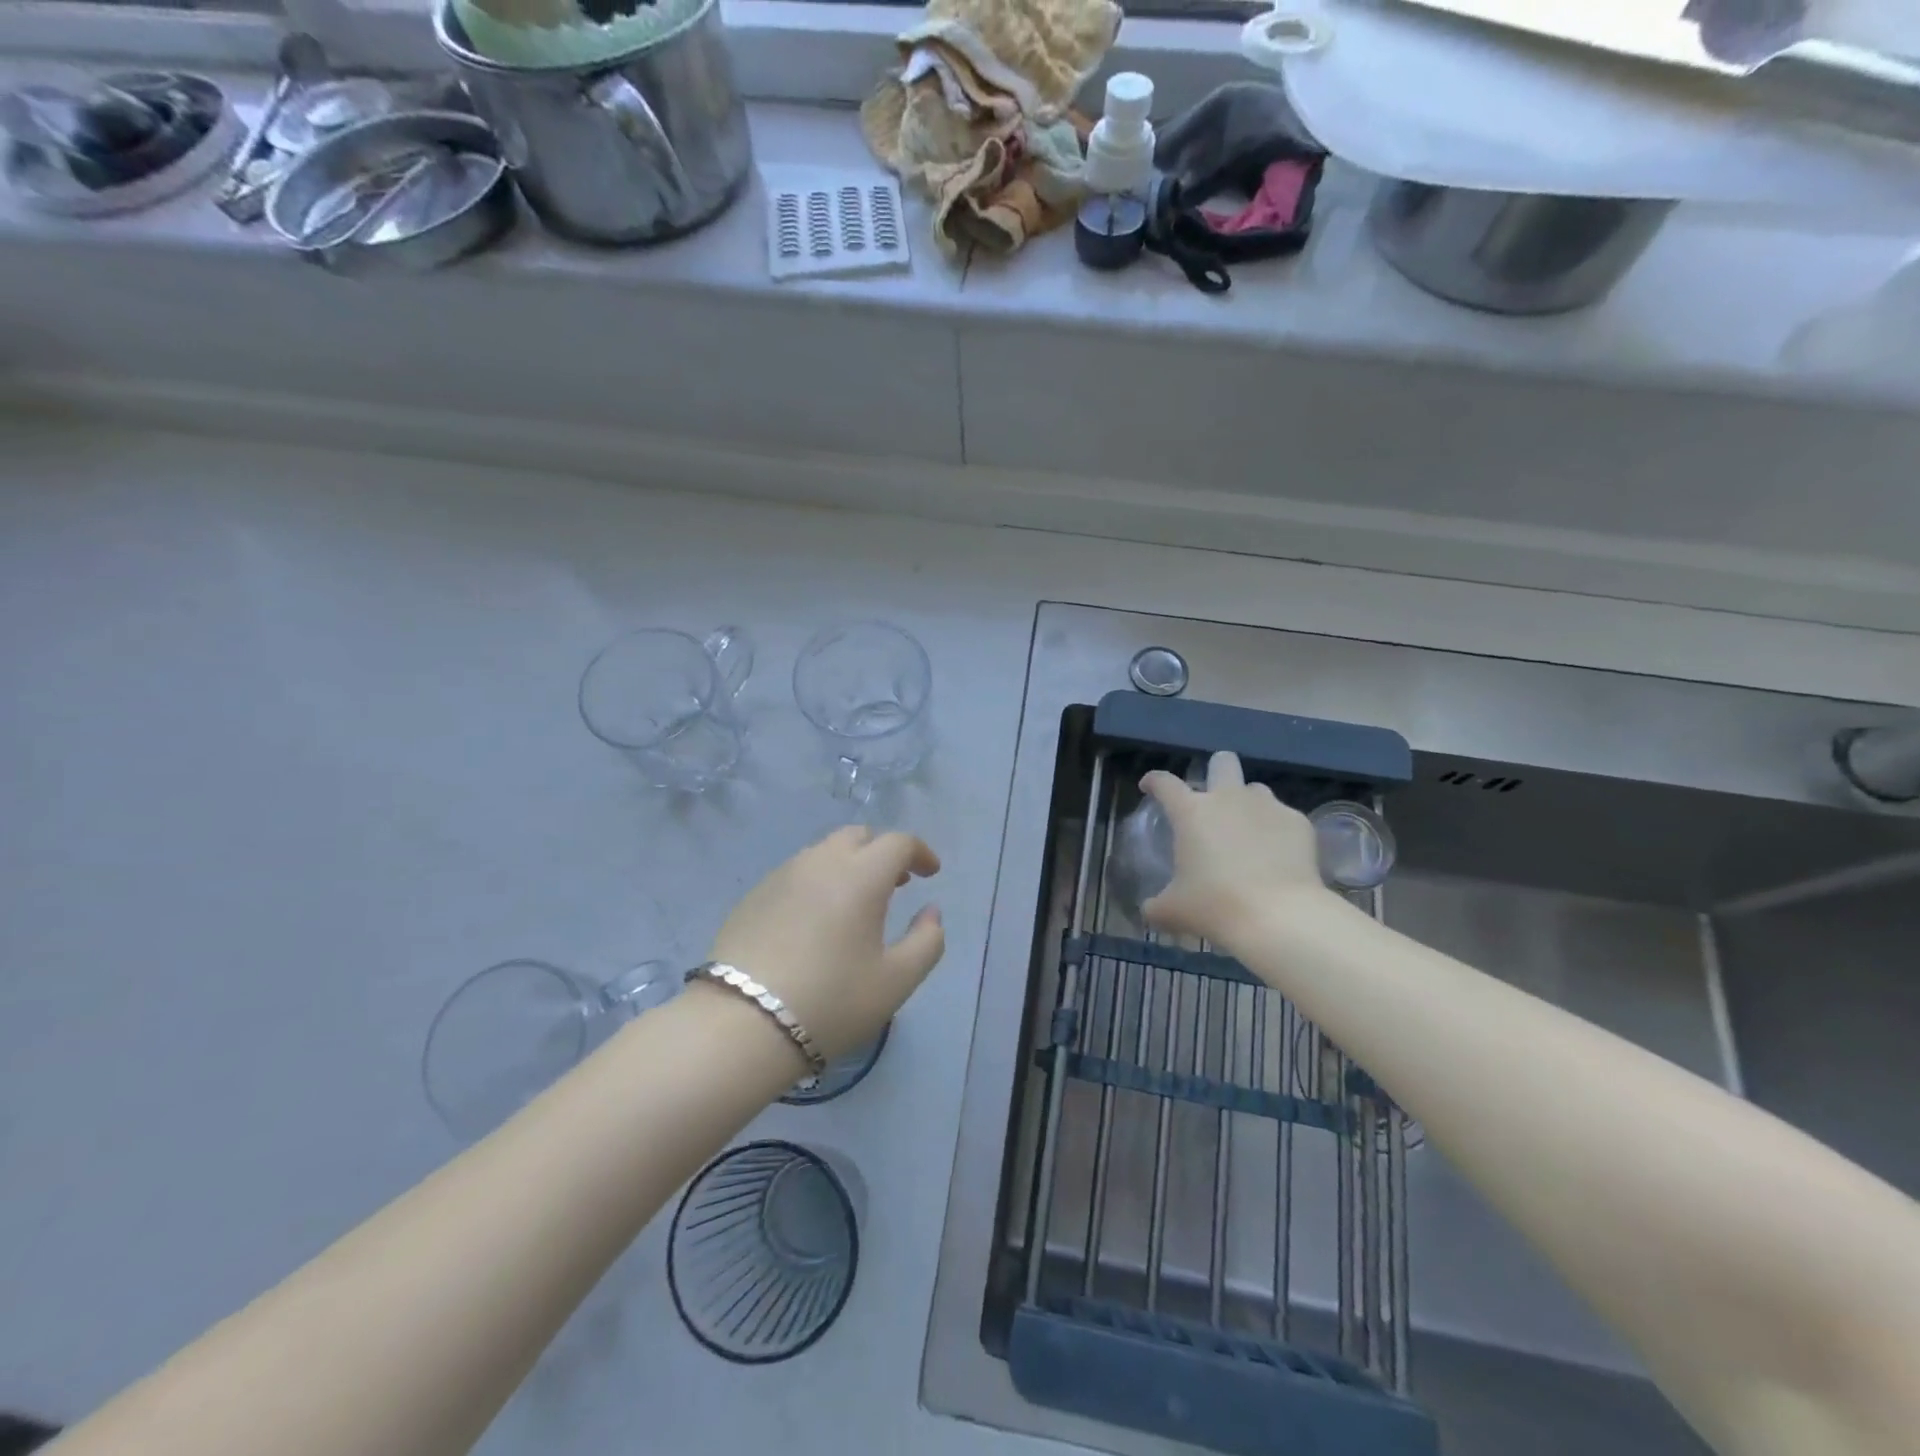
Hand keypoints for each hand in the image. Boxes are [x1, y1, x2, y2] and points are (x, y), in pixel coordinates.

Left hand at [708, 826, 944, 1060]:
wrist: (741, 1025)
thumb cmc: (831, 1001)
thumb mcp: (896, 981)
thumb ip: (927, 941)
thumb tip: (931, 912)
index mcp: (861, 875)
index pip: (898, 842)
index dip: (920, 852)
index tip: (931, 873)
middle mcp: (820, 862)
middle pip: (858, 836)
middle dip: (882, 851)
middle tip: (896, 882)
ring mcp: (781, 875)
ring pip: (823, 852)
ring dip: (848, 864)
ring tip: (856, 902)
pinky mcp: (753, 895)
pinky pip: (796, 873)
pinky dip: (818, 881)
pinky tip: (816, 919)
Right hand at [1140, 751, 1330, 950]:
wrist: (1279, 917)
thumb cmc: (1215, 907)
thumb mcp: (1173, 911)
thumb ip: (1156, 905)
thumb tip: (1150, 910)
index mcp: (1191, 812)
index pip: (1165, 783)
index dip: (1154, 782)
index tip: (1149, 788)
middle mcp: (1228, 798)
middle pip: (1222, 762)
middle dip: (1216, 771)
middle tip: (1213, 799)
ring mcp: (1267, 806)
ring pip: (1255, 789)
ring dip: (1247, 804)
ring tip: (1248, 833)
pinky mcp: (1298, 822)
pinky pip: (1283, 817)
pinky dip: (1277, 831)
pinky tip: (1278, 856)